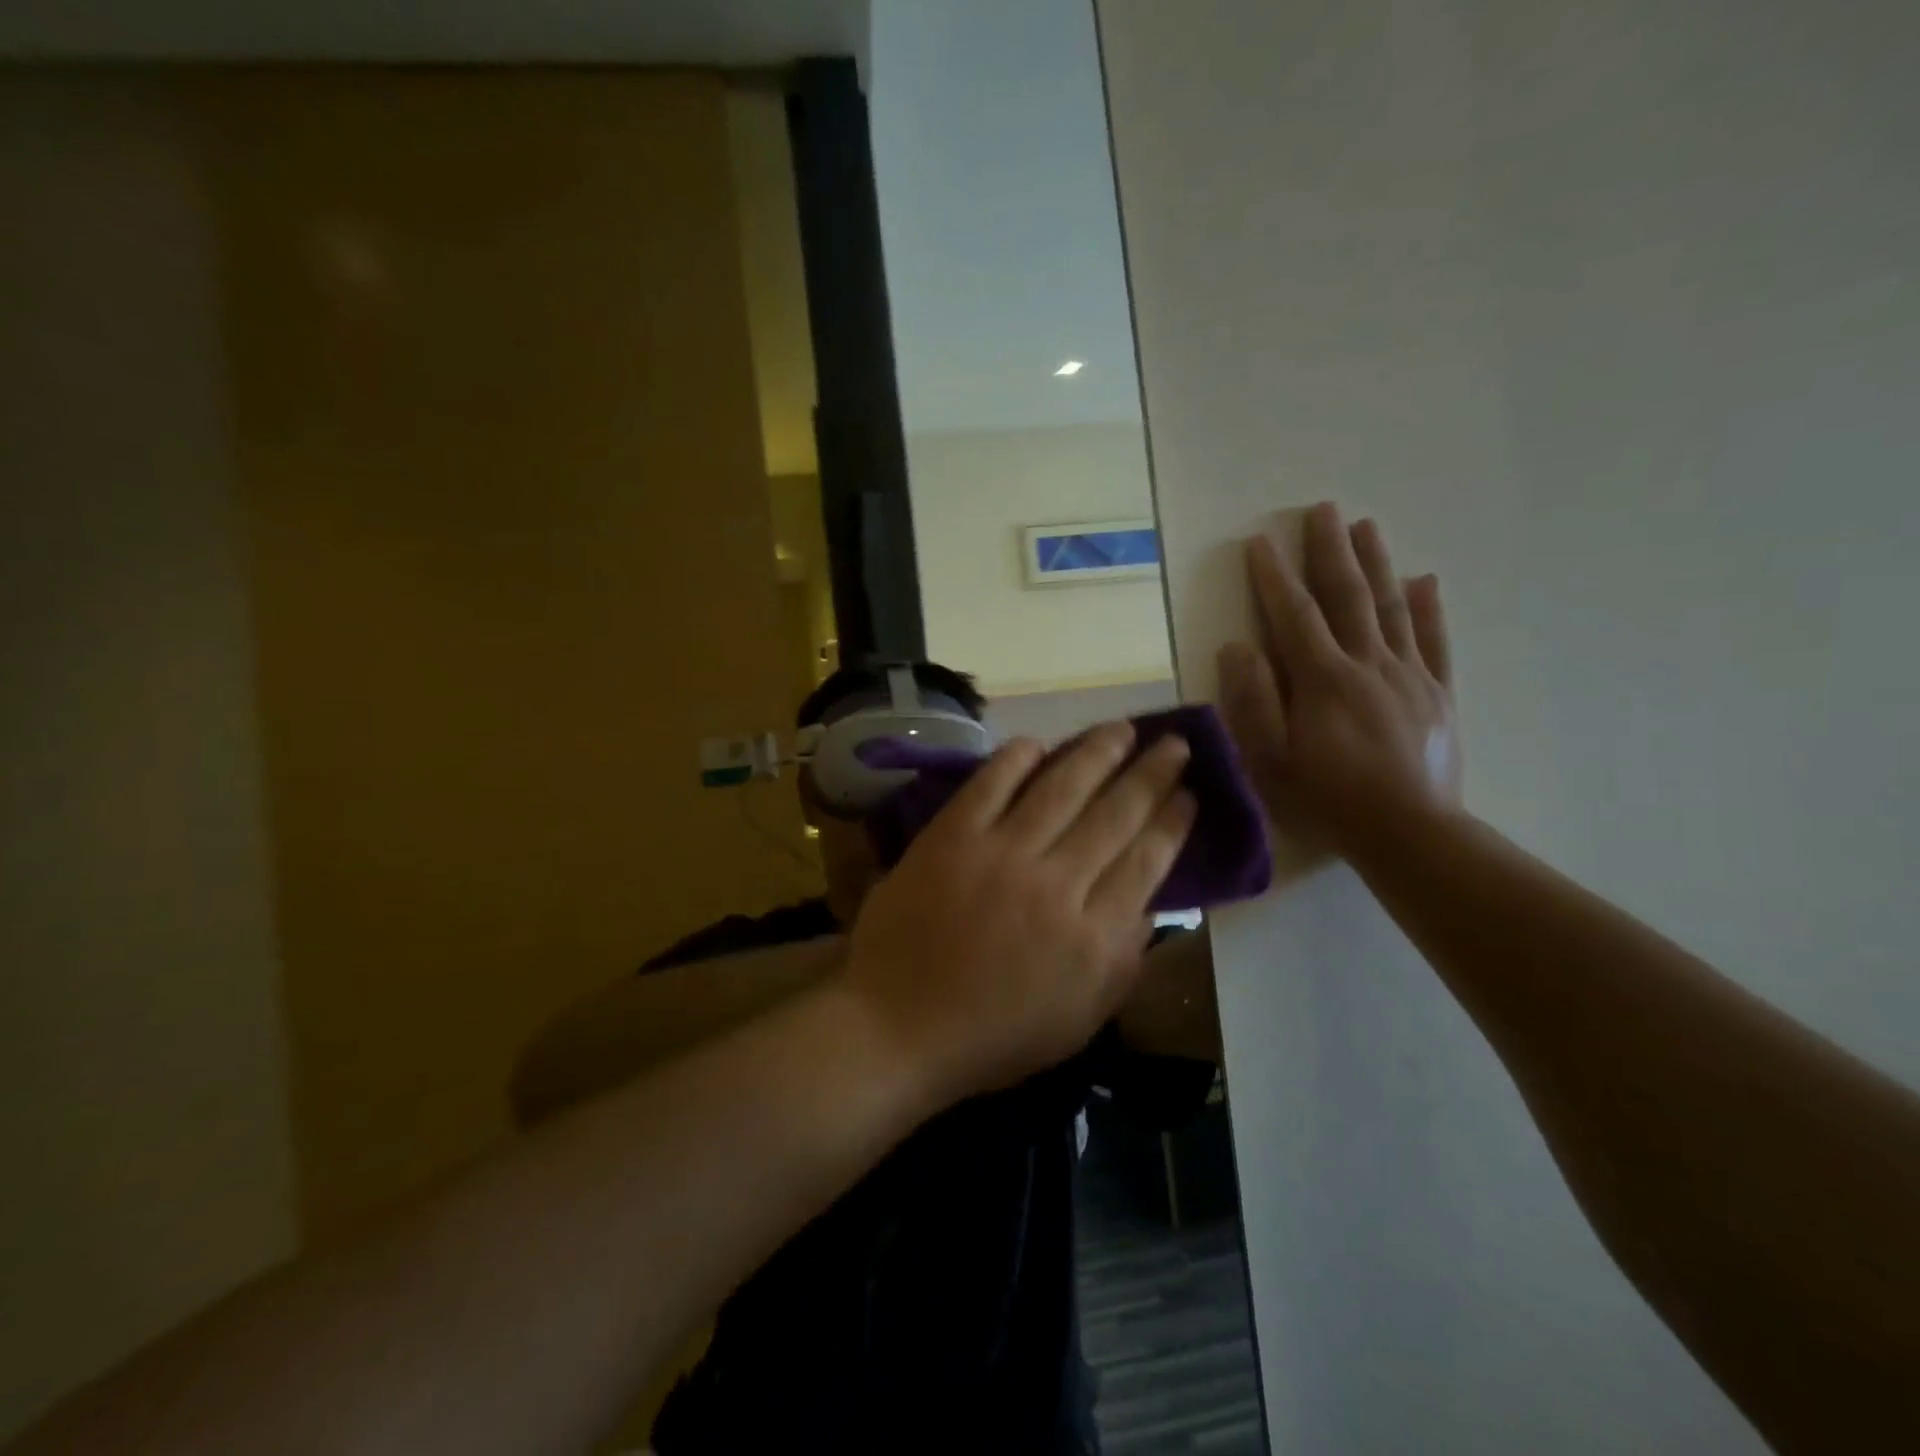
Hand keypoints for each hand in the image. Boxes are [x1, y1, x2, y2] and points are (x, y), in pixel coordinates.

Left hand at [841, 724, 1197, 1102]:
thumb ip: (1122, 962)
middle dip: (1152, 774)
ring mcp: (1002, 854)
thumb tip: (1151, 904)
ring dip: (1098, 752)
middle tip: (1174, 744)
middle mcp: (1057, 885)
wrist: (898, 1026)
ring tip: (1124, 728)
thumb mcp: (1079, 1020)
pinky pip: (992, 784)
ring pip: (1063, 788)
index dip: (1173, 822)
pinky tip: (1040, 742)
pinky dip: (1017, 758)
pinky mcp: (952, 837)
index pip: (1147, 862)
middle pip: (1116, 814)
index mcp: (1093, 937)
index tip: (1190, 793)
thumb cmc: (993, 1035)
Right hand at [1218, 502, 1461, 862]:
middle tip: (1323, 508)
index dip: (1273, 578)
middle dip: (1330, 551)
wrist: (1410, 834)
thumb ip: (1254, 700)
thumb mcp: (1271, 759)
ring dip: (1377, 563)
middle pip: (1347, 597)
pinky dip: (1428, 609)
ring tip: (1366, 526)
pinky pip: (1435, 641)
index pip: (1294, 616)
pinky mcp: (1439, 695)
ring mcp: (1409, 676)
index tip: (1259, 542)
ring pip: (1390, 608)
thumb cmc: (1328, 799)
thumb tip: (1237, 647)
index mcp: (1322, 679)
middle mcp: (1368, 664)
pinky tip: (1424, 581)